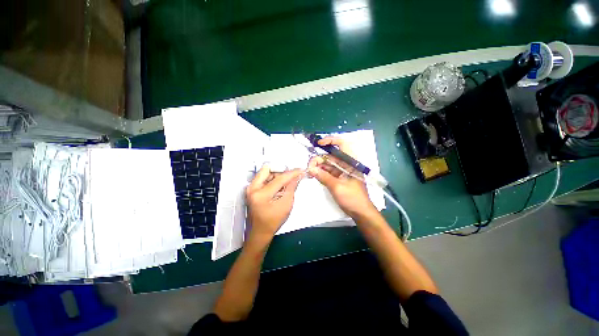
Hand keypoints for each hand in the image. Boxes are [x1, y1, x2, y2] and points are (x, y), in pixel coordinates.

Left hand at [246, 165, 303, 243]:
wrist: (260, 232)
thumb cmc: (272, 222)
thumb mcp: (286, 204)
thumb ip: (292, 187)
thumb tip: (297, 176)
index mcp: (261, 194)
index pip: (280, 178)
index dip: (292, 173)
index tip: (300, 170)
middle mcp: (252, 188)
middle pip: (268, 169)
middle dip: (281, 171)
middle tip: (290, 177)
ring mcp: (250, 188)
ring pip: (265, 172)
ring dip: (277, 175)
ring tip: (284, 185)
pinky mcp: (252, 189)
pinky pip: (263, 178)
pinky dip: (272, 179)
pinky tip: (278, 187)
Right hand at [308, 137, 377, 220]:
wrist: (360, 212)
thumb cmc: (353, 198)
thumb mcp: (337, 187)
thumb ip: (323, 177)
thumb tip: (310, 169)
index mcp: (351, 163)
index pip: (342, 145)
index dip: (331, 141)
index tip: (319, 144)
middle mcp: (346, 164)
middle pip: (331, 156)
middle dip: (319, 159)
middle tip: (309, 167)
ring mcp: (342, 171)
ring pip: (328, 164)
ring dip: (318, 166)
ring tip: (309, 171)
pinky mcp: (338, 178)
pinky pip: (328, 172)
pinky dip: (320, 172)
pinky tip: (313, 174)